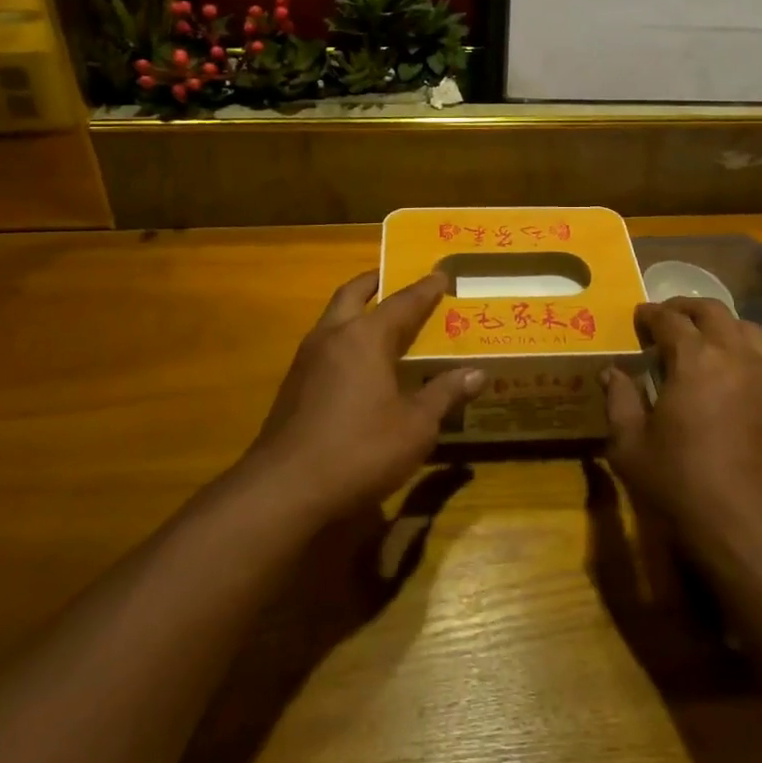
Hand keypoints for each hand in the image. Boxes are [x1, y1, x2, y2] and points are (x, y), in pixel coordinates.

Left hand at [248, 271, 483, 518]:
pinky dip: (344, 339)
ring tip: (379, 319)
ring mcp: (307, 359)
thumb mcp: (415, 427)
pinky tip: (356, 363)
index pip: (403, 302)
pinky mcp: (293, 385)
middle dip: (376, 282)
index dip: (425, 289)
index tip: (441, 274)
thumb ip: (444, 394)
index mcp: (366, 337)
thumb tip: (476, 373)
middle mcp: (333, 335)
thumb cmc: (360, 450)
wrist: (285, 488)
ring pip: (333, 317)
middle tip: (395, 279)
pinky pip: (324, 345)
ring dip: (355, 309)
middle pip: (354, 293)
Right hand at [602, 298, 761, 559]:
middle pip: (712, 311)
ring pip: (746, 328)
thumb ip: (619, 401)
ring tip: (703, 340)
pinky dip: (746, 350)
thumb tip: (612, 372)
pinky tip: (733, 371)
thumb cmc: (682, 485)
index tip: (638, 317)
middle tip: (667, 319)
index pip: (669, 319)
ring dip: (721, 325)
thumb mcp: (631, 446)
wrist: (750, 531)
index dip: (650, 314)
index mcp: (695, 359)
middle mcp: (735, 355)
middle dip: (686, 308)